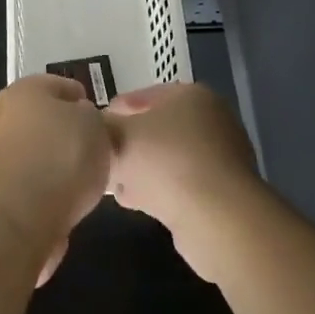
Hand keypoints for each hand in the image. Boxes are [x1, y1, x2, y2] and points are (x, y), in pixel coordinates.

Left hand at [0, 74, 112, 283]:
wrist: (18, 218)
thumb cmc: (61, 157)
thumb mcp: (95, 125)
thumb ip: (91, 117)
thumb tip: (79, 121)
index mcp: (25, 89)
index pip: (61, 86)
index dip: (84, 100)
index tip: (102, 121)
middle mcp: (3, 115)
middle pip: (44, 119)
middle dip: (68, 133)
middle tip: (95, 150)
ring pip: (36, 152)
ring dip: (56, 163)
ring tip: (85, 182)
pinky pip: (29, 183)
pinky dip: (46, 190)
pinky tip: (65, 203)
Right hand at [105, 83, 260, 280]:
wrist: (218, 219)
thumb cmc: (165, 162)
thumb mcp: (119, 136)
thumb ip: (101, 128)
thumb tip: (92, 129)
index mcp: (190, 95)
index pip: (141, 96)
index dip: (112, 112)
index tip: (91, 130)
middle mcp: (211, 120)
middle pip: (156, 128)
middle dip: (127, 143)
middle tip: (102, 158)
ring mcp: (221, 157)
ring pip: (167, 158)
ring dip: (141, 169)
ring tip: (114, 183)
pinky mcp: (223, 192)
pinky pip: (181, 184)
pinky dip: (159, 189)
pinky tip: (136, 202)